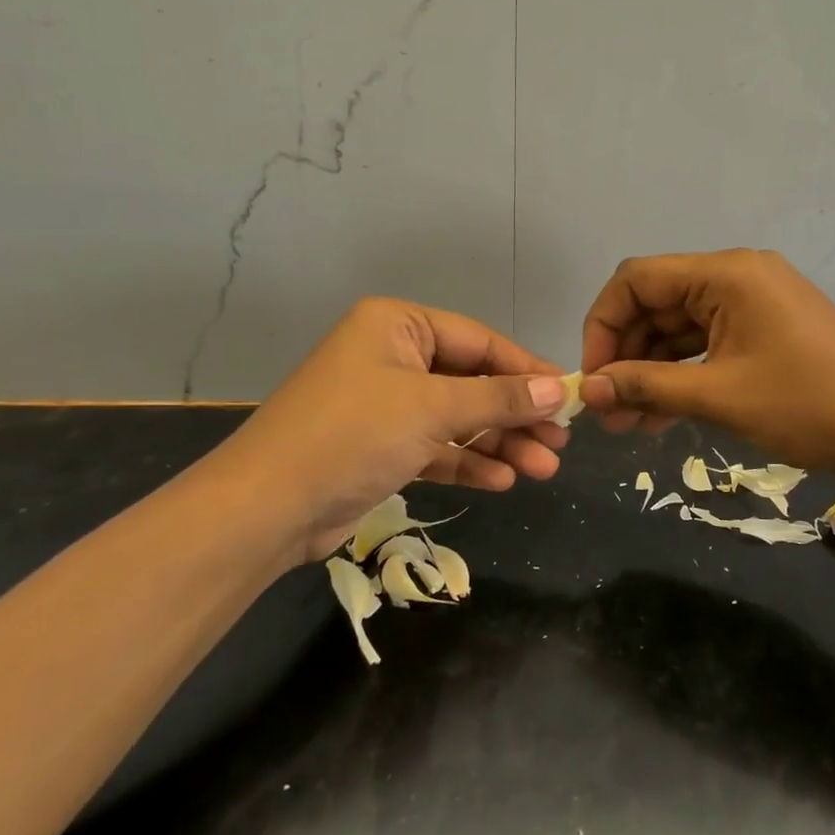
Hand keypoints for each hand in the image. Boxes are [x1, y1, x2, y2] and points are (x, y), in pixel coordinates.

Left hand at [204, 298, 570, 565]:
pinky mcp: (381, 447)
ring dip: (499, 443)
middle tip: (560, 442)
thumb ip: (498, 397)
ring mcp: (385, 404)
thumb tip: (556, 390)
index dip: (526, 370)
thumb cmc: (353, 434)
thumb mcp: (432, 409)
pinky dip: (467, 463)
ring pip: (457, 418)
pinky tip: (503, 481)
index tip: (568, 396)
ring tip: (544, 469)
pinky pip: (436, 447)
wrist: (266, 508)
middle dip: (515, 415)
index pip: (479, 341)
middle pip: (472, 381)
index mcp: (398, 326)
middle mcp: (392, 357)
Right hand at [579, 250, 834, 480]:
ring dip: (651, 371)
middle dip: (626, 356)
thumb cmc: (807, 405)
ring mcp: (753, 303)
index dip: (603, 325)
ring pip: (679, 329)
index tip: (593, 376)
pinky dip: (681, 374)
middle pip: (656, 304)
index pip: (637, 280)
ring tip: (628, 423)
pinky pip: (706, 344)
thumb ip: (646, 386)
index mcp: (726, 273)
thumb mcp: (719, 396)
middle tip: (607, 411)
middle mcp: (736, 276)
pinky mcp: (764, 329)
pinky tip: (661, 415)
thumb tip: (588, 390)